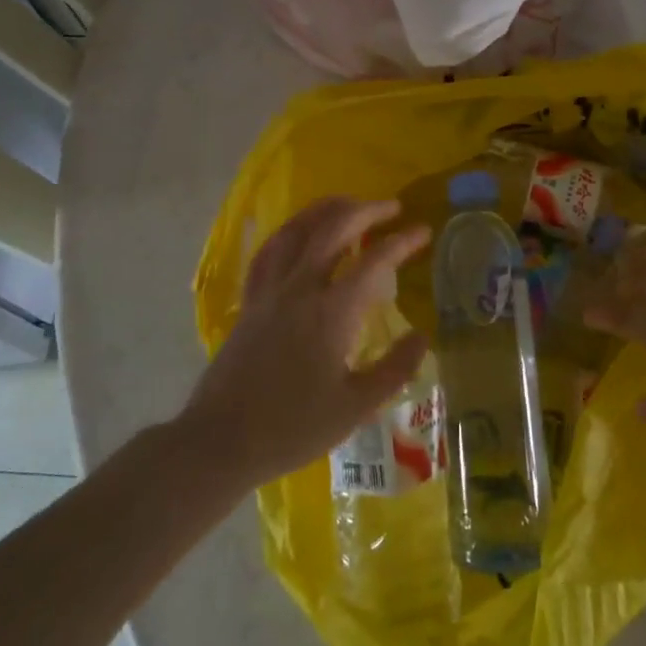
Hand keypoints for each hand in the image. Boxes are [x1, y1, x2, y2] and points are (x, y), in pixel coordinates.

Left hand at [181, 198, 430, 485]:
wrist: (222, 440)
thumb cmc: (293, 428)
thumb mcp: (355, 407)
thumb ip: (394, 368)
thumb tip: (422, 337)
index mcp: (331, 312)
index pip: (375, 261)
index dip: (403, 241)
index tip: (423, 231)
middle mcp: (300, 289)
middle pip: (333, 229)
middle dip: (366, 210)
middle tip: (391, 207)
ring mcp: (269, 291)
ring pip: (296, 231)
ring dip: (325, 210)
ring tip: (348, 204)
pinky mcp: (250, 301)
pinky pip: (269, 251)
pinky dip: (289, 232)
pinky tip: (299, 233)